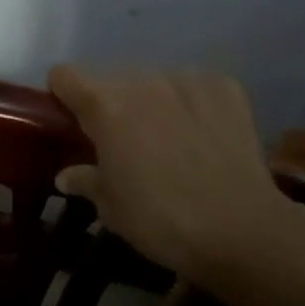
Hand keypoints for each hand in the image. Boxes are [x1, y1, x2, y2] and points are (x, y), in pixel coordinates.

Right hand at [49, 66, 281, 278]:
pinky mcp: (224, 86)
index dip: (63, 96)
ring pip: (156, 82)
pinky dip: (194, 105)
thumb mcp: (111, 208)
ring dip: (154, 104)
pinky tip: (206, 137)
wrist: (241, 230)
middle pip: (113, 81)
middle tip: (126, 144)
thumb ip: (85, 180)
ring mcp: (187, 79)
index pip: (64, 75)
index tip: (73, 122)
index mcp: (106, 104)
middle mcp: (143, 80)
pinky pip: (197, 87)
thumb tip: (66, 175)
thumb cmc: (161, 220)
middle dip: (113, 106)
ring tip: (172, 142)